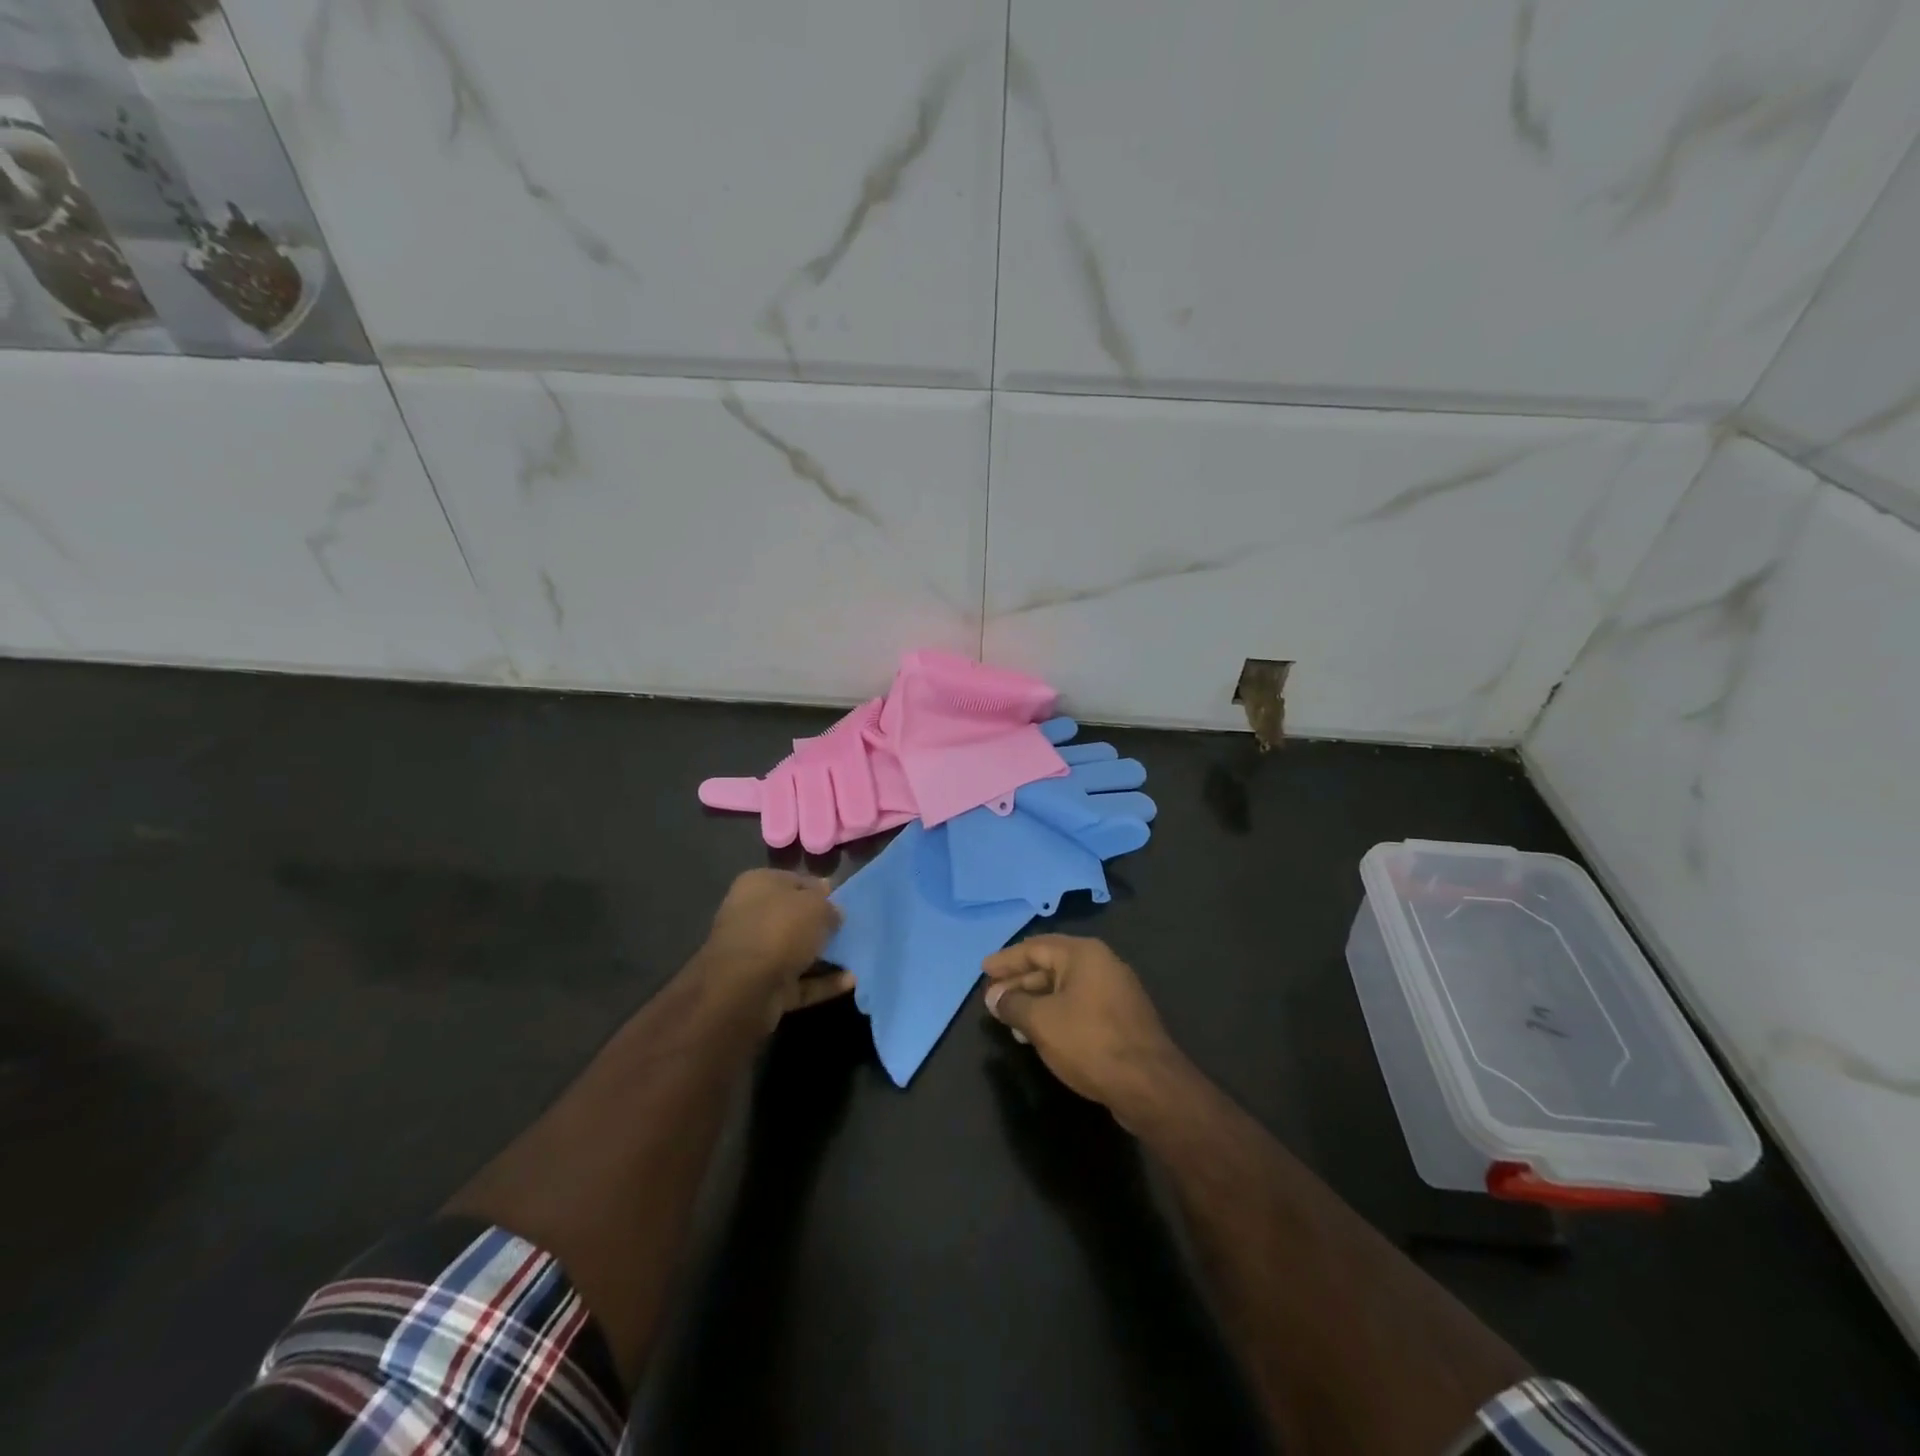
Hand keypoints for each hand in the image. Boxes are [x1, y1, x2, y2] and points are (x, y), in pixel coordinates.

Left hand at [697, 869, 849, 1029]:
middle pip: (794, 918)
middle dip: (821, 925)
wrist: (743, 988)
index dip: (822, 890)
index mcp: (758, 885)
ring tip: (858, 956)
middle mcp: (751, 916)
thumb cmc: (780, 930)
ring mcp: (754, 954)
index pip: (796, 880)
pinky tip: (851, 981)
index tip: (844, 902)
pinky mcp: (762, 987)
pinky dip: (822, 982)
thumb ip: (829, 906)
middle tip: (852, 930)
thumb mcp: (816, 906)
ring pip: (796, 951)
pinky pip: (799, 981)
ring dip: (824, 956)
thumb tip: (833, 913)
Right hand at [982, 935, 1184, 1120]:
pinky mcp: (1121, 1018)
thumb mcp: (1041, 1022)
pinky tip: (1038, 1034)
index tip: (983, 971)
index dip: (1006, 960)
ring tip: (1009, 1020)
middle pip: (1051, 966)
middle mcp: (1101, 964)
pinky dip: (1055, 1014)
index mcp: (1084, 954)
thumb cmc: (1090, 1042)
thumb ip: (1013, 1004)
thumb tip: (994, 997)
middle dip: (1019, 982)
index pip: (1035, 947)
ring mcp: (1115, 991)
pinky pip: (1079, 1006)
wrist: (1149, 1085)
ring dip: (1035, 1001)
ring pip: (1064, 988)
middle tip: (992, 998)